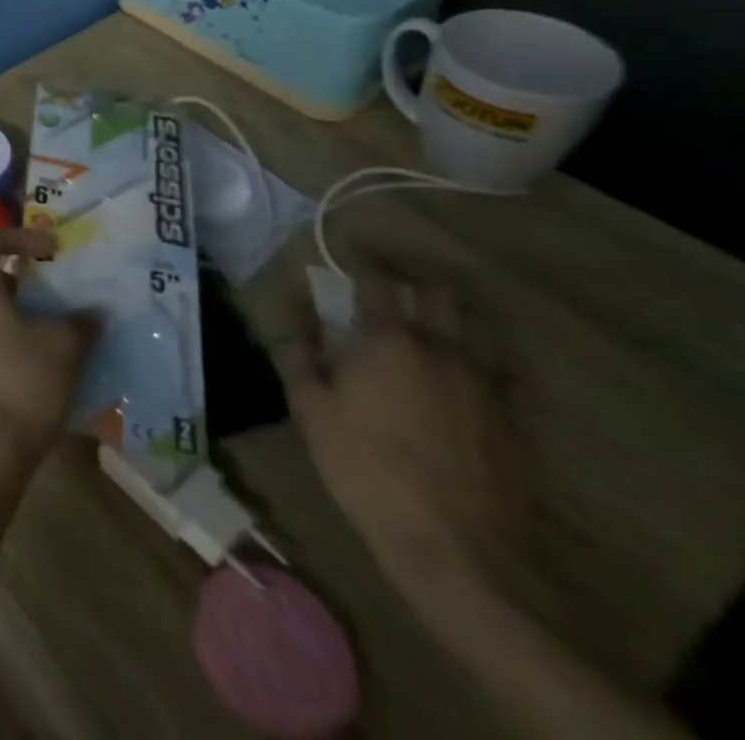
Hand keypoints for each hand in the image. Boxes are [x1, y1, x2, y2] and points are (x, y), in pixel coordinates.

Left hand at [0, 227, 96, 484]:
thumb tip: (95, 311)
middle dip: (32, 279)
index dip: (19, 234)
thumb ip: (81, 322)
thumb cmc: (21, 380)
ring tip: (72, 328)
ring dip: (32, 313)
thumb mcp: (63, 346)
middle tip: (68, 289)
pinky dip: (26, 340)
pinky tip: (58, 363)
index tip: (52, 248)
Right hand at [276, 274, 523, 577]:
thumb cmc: (364, 468)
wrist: (456, 548)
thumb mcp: (310, 409)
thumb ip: (297, 353)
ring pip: (480, 327)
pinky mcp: (514, 421)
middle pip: (439, 295)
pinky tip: (469, 371)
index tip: (347, 256)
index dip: (362, 263)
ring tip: (433, 321)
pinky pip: (505, 372)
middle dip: (414, 283)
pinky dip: (486, 358)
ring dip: (455, 314)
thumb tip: (291, 314)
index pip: (378, 282)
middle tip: (390, 288)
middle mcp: (442, 350)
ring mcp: (486, 385)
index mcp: (387, 341)